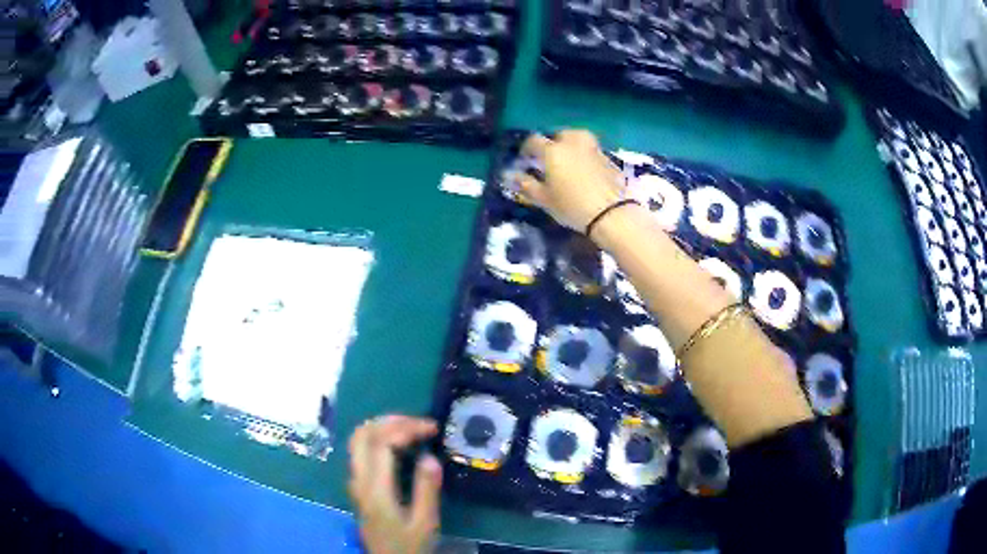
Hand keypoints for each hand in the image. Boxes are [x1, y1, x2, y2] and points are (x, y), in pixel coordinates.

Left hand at [348, 415, 442, 553]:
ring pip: (357, 440)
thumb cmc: (408, 546)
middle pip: (362, 434)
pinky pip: (361, 451)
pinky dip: (378, 438)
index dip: (406, 428)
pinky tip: (398, 445)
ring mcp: (355, 482)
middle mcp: (359, 480)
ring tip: (411, 428)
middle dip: (390, 420)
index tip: (432, 428)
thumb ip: (426, 490)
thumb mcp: (424, 523)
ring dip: (382, 427)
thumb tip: (430, 457)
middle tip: (419, 422)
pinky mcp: (358, 486)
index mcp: (375, 489)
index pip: (381, 443)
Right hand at [517, 130, 624, 234]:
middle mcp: (572, 143)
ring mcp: (593, 148)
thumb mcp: (544, 199)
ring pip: (578, 138)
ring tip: (569, 159)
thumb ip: (526, 185)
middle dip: (552, 142)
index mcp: (553, 151)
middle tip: (549, 158)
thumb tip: (510, 176)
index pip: (534, 141)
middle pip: (560, 134)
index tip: (525, 159)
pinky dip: (586, 155)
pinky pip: (592, 150)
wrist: (610, 213)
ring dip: (571, 144)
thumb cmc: (571, 206)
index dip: (527, 148)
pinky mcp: (608, 158)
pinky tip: (586, 169)